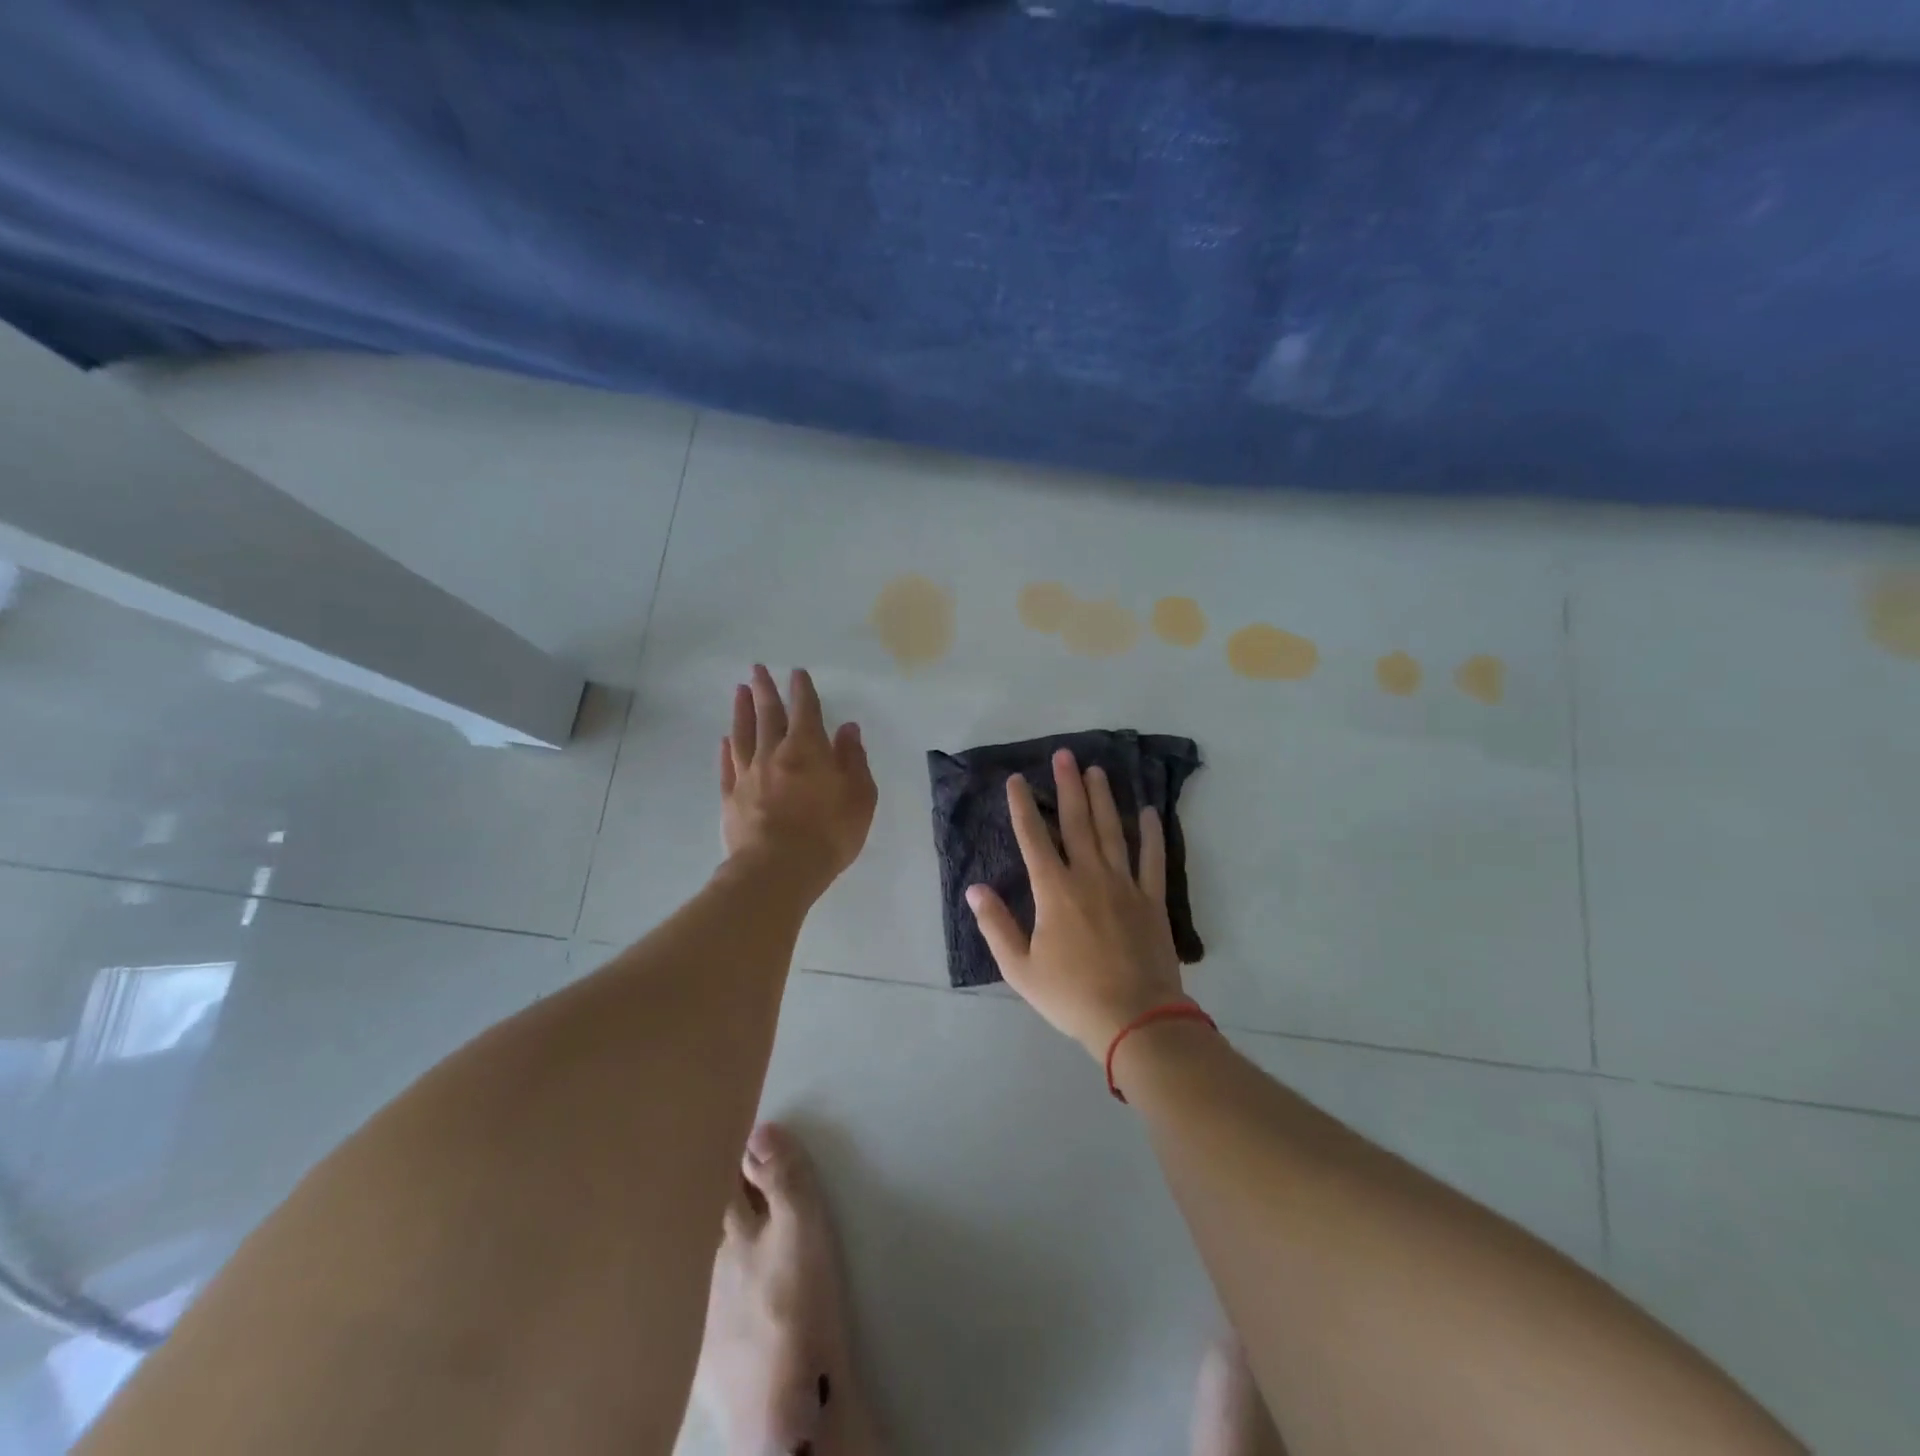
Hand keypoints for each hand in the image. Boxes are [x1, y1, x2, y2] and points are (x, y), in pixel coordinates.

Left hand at [720, 665, 876, 897]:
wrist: (778, 870)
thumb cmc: (828, 832)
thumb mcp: (859, 796)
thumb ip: (853, 760)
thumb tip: (848, 728)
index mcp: (808, 749)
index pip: (806, 710)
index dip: (802, 689)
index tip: (797, 672)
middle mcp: (775, 753)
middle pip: (768, 714)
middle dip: (765, 689)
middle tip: (757, 668)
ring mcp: (748, 775)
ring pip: (743, 734)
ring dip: (742, 710)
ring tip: (739, 690)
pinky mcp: (731, 798)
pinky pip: (728, 765)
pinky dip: (727, 749)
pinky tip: (725, 739)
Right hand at [966, 749, 1187, 1057]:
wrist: (1135, 1019)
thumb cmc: (1071, 995)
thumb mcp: (1020, 968)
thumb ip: (996, 925)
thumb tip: (974, 888)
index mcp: (1054, 891)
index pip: (1033, 838)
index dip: (1023, 806)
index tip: (1016, 779)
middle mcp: (1089, 876)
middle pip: (1076, 822)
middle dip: (1068, 786)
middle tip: (1064, 755)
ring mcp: (1125, 885)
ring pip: (1112, 831)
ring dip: (1103, 799)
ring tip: (1097, 770)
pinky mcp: (1152, 900)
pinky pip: (1152, 859)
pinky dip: (1150, 834)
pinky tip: (1147, 811)